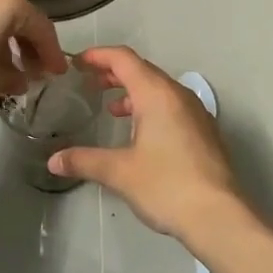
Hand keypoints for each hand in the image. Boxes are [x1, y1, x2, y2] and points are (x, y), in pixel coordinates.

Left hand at [0, 0, 66, 116]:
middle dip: (28, 44)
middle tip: (34, 71)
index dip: (52, 53)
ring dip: (4, 38)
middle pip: (17, 15)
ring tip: (6, 67)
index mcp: (5, 1)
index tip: (57, 74)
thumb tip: (21, 78)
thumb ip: (14, 77)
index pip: (41, 27)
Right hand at [48, 46, 249, 241]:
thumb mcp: (119, 172)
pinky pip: (173, 106)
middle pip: (143, 70)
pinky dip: (151, 107)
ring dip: (134, 92)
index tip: (77, 62)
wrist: (219, 216)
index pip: (124, 59)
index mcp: (157, 94)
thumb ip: (84, 160)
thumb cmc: (166, 185)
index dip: (99, 56)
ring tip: (112, 108)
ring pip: (160, 89)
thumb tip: (53, 161)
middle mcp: (179, 95)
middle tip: (89, 82)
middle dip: (114, 73)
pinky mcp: (205, 132)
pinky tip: (141, 134)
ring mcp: (196, 113)